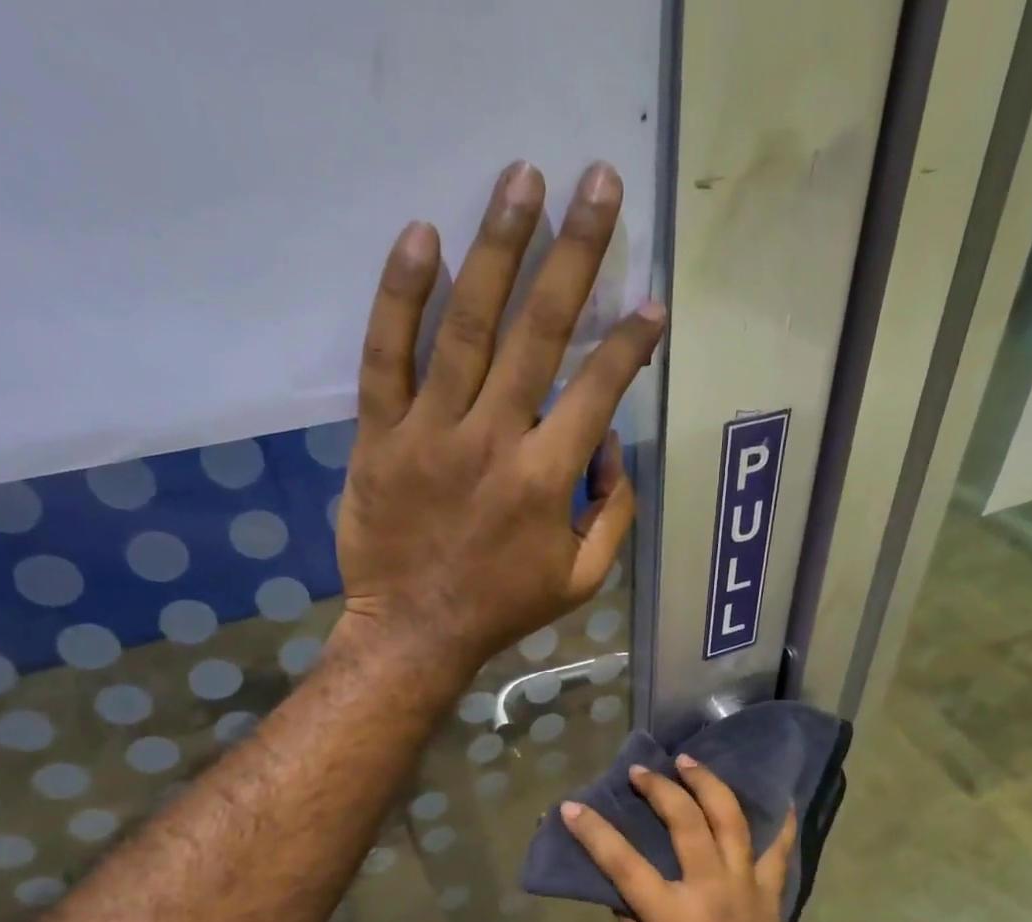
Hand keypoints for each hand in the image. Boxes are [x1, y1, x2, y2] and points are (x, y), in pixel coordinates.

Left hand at [336, 160, 666, 673]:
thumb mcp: (582, 580)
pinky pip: (385, 356)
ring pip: (467, 327)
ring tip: (524, 179)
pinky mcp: (379, 436)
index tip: (651, 304)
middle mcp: (492, 441)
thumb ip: (613, 513)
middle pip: (539, 333)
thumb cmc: (503, 608)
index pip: (597, 391)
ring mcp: (430, 433)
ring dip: (499, 248)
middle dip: (575, 254)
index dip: (628, 344)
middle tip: (598, 185)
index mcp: (546, 480)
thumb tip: (611, 447)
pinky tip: (423, 237)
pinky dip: (401, 296)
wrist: (414, 632)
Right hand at [559, 755, 810, 921]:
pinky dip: (778, 821)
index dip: (595, 832)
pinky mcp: (770, 892)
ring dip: (708, 784)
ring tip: (690, 761)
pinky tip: (777, 796)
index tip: (572, 806)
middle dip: (659, 789)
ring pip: (730, 820)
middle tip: (642, 771)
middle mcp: (710, 887)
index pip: (624, 863)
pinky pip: (778, 849)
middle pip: (685, 822)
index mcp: (673, 914)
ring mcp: (745, 885)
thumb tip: (620, 892)